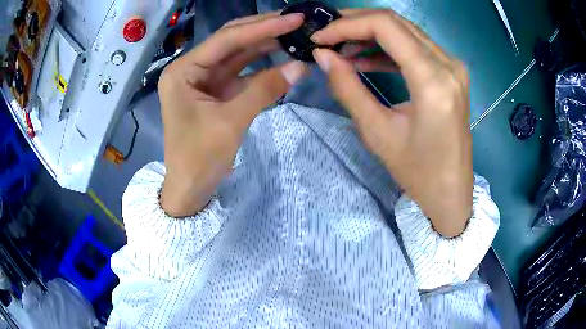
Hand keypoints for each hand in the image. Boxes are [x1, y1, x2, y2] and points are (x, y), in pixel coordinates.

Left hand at [159, 13, 306, 216]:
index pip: (226, 40)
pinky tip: (282, 57)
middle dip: (263, 30)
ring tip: (294, 33)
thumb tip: (301, 66)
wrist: (190, 189)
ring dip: (264, 45)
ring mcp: (204, 80)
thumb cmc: (199, 159)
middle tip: (295, 20)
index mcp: (183, 71)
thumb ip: (264, 90)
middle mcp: (191, 68)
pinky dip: (261, 66)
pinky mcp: (215, 92)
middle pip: (230, 41)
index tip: (292, 18)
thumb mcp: (231, 122)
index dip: (262, 27)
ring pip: (237, 55)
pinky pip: (241, 72)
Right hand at [311, 10, 472, 236]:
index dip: (348, 25)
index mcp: (433, 80)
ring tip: (341, 46)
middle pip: (396, 23)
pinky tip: (365, 58)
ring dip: (371, 34)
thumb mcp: (377, 132)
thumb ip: (348, 87)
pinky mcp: (451, 74)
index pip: (386, 27)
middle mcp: (448, 64)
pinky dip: (389, 48)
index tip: (321, 38)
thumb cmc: (418, 172)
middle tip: (327, 35)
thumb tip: (322, 55)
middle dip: (356, 23)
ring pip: (406, 31)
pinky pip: (416, 48)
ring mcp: (453, 67)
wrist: (451, 192)